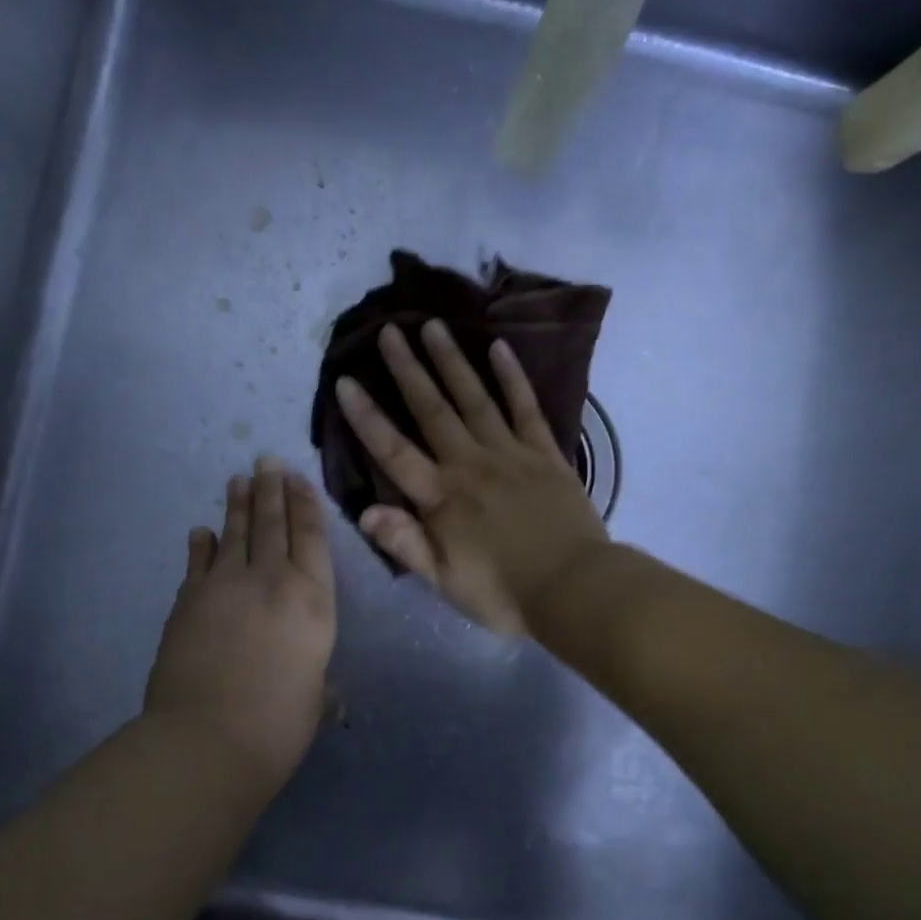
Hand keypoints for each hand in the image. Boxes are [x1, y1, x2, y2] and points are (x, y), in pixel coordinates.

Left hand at [145, 457, 336, 778]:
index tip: (298, 478)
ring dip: (239, 504)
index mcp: (313, 600)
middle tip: (266, 460)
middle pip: (273, 524)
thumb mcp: (314, 697)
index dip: (305, 504)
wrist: (208, 739)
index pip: (311, 538)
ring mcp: (226, 585)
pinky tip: (202, 530)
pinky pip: (199, 562)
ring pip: (236, 533)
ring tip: (239, 479)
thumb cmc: (279, 723)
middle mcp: (272, 580)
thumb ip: (317, 680)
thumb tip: (322, 689)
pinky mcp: (189, 600)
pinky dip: (202, 544)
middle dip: (272, 489)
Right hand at [335, 320, 608, 635]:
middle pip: (432, 410)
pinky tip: (499, 348)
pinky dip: (512, 377)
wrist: (574, 589)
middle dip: (407, 369)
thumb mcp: (445, 582)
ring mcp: (510, 453)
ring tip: (433, 325)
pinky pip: (525, 407)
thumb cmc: (504, 593)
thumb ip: (406, 544)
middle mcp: (470, 464)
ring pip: (474, 398)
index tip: (346, 381)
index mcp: (442, 498)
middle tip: (390, 330)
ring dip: (451, 361)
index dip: (367, 416)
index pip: (394, 450)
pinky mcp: (545, 452)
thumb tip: (365, 511)